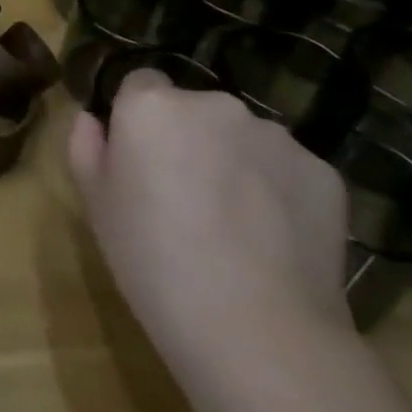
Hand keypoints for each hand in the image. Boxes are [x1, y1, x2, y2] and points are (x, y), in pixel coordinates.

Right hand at [68, 69, 351, 374]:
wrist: (254, 327)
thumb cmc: (151, 258)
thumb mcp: (95, 203)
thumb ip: (86, 147)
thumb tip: (93, 120)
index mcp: (151, 106)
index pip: (140, 83)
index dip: (136, 119)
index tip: (137, 159)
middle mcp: (215, 104)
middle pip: (194, 109)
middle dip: (188, 139)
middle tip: (182, 196)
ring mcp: (276, 136)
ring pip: (242, 138)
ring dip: (233, 162)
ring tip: (232, 224)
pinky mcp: (324, 172)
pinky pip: (286, 169)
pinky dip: (276, 191)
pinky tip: (270, 239)